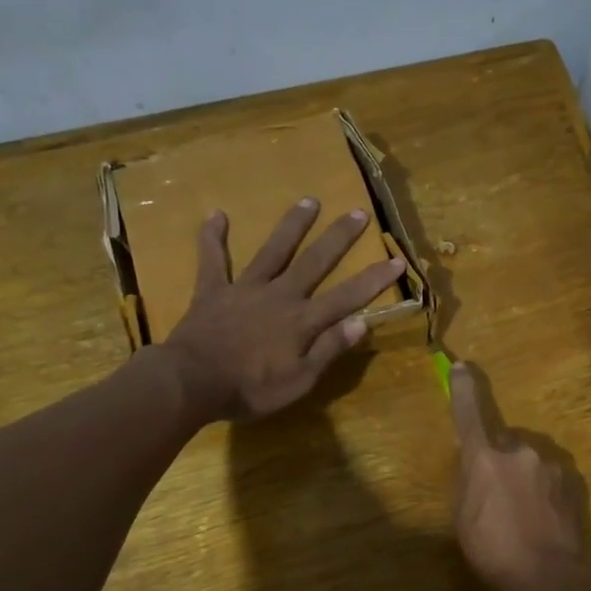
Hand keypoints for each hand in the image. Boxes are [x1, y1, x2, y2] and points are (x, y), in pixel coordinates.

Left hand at [158, 198, 404, 421]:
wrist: (192, 382)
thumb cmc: (250, 389)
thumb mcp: (299, 381)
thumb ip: (329, 350)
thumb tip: (362, 323)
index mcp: (302, 321)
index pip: (348, 297)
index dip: (374, 279)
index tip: (397, 260)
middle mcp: (280, 296)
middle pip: (314, 262)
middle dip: (339, 238)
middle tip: (358, 212)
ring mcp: (245, 289)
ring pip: (273, 251)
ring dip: (292, 225)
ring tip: (309, 200)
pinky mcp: (213, 291)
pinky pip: (213, 260)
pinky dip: (212, 237)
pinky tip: (215, 214)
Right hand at [449, 363, 590, 590]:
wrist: (550, 578)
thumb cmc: (493, 551)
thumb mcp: (463, 517)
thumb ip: (468, 480)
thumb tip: (474, 461)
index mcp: (484, 457)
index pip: (469, 413)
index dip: (463, 389)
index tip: (462, 367)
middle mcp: (519, 450)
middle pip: (504, 443)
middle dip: (499, 460)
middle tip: (496, 498)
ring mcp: (551, 464)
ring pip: (529, 460)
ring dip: (524, 476)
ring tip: (524, 515)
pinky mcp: (573, 480)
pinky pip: (551, 475)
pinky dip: (545, 489)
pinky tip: (545, 518)